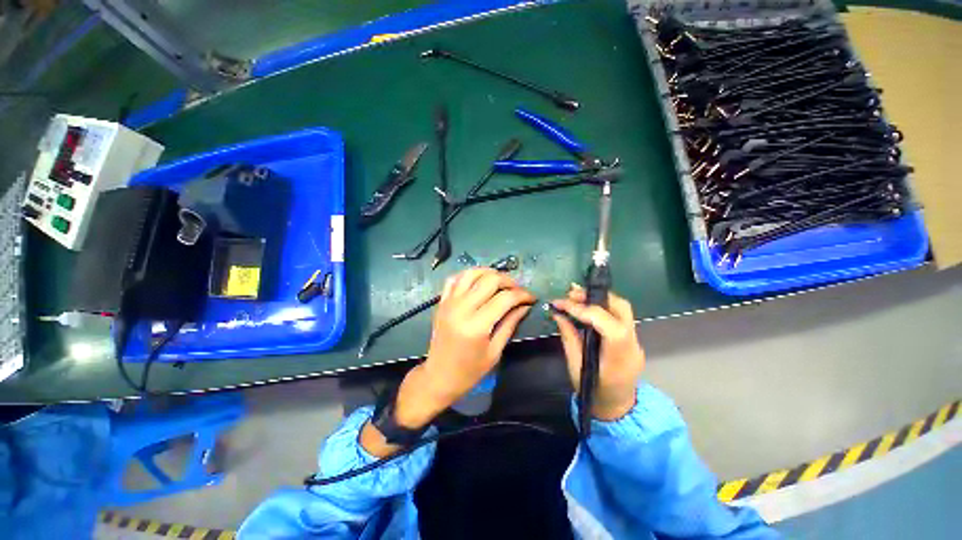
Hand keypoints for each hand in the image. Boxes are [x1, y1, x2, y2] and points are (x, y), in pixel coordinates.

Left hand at [422, 268, 535, 405]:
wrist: (439, 377)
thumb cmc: (469, 371)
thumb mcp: (495, 351)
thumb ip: (510, 324)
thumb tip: (525, 305)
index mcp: (476, 325)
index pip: (505, 298)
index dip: (522, 295)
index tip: (531, 298)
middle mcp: (461, 308)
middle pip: (490, 280)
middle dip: (509, 281)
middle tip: (518, 291)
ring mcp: (449, 302)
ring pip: (472, 273)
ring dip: (490, 273)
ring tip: (501, 283)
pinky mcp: (442, 302)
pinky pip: (455, 279)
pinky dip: (469, 275)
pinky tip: (478, 281)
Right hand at [551, 285, 645, 420]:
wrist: (618, 408)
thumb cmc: (594, 391)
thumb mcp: (576, 366)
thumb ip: (569, 337)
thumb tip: (558, 314)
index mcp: (619, 356)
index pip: (606, 323)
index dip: (582, 309)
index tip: (560, 303)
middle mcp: (633, 344)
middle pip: (621, 308)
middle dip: (595, 297)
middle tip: (571, 293)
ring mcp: (636, 340)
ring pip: (622, 309)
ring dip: (598, 299)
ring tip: (576, 296)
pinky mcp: (632, 338)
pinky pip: (619, 316)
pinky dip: (602, 307)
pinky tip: (587, 307)